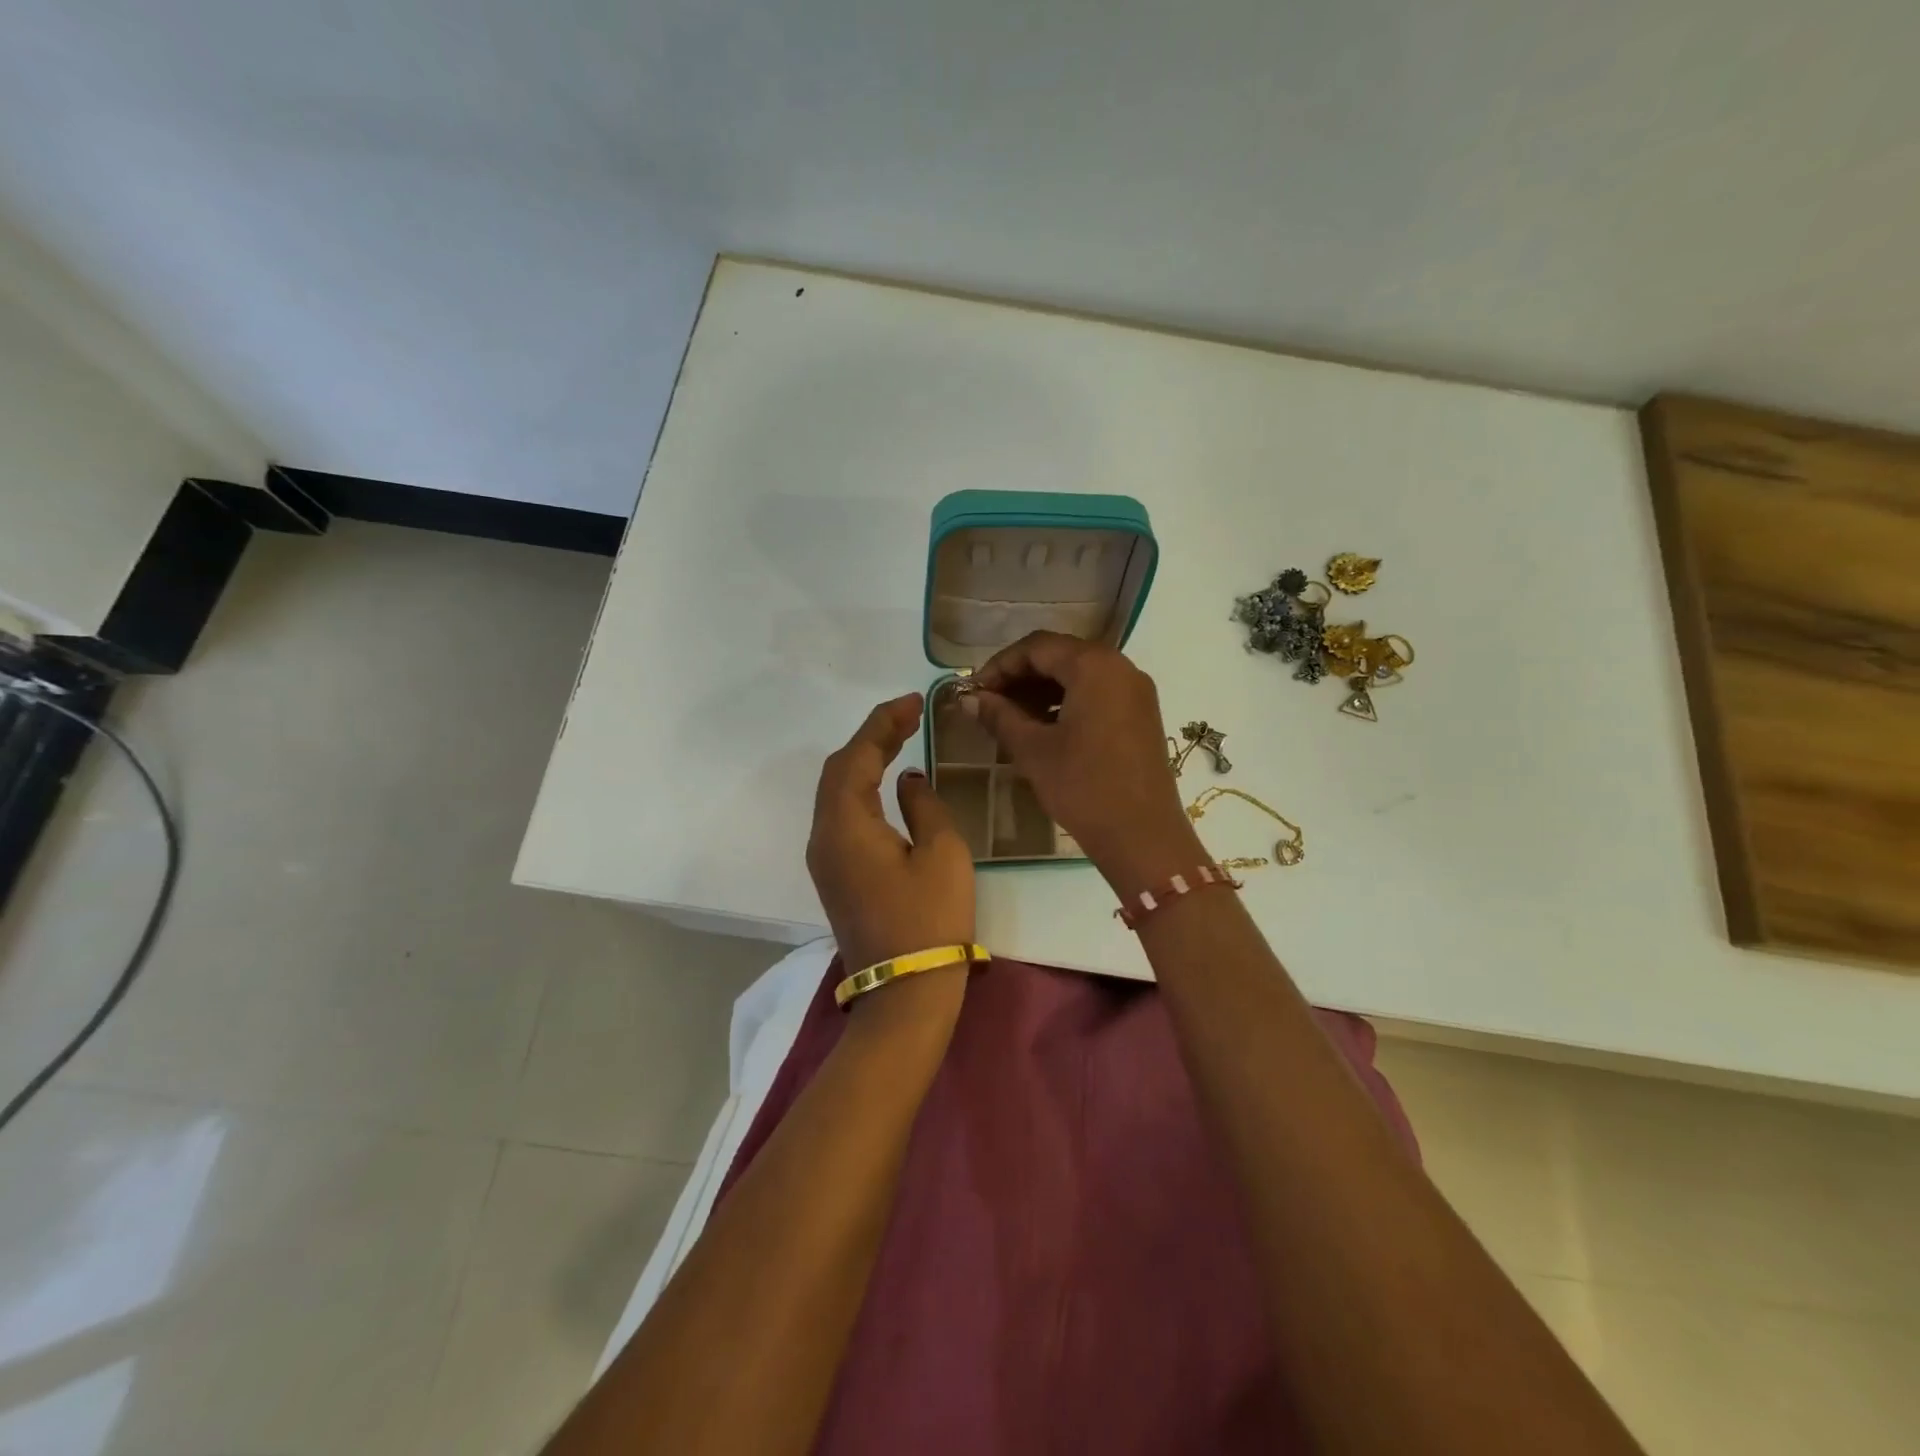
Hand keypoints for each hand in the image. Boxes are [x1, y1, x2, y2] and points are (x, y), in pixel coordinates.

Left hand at [806, 693, 976, 983]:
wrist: (905, 991)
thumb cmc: (929, 918)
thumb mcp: (941, 852)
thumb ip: (923, 804)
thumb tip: (906, 781)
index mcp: (845, 824)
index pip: (856, 756)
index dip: (883, 723)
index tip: (913, 702)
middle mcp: (823, 836)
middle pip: (839, 770)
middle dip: (872, 738)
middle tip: (909, 717)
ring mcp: (825, 858)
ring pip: (837, 793)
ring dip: (865, 762)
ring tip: (902, 739)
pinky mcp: (835, 875)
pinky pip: (842, 816)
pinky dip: (862, 789)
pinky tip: (887, 783)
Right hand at [966, 632, 1205, 893]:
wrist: (1143, 836)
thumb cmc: (1083, 787)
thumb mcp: (1033, 750)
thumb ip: (999, 716)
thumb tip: (968, 699)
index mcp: (1094, 666)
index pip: (1037, 646)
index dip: (1000, 665)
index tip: (974, 690)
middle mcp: (1120, 667)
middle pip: (1061, 655)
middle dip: (1021, 676)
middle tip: (989, 703)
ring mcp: (1136, 691)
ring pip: (1080, 674)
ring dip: (1042, 689)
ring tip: (1011, 717)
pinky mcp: (1142, 714)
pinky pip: (1098, 693)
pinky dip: (1067, 701)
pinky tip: (1044, 728)